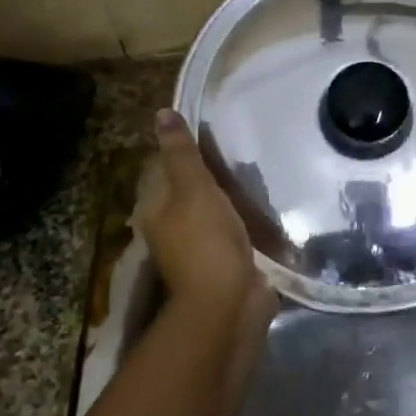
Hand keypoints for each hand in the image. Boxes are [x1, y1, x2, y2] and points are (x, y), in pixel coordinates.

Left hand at [139, 110, 271, 323]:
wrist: (229, 302)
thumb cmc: (206, 241)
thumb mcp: (193, 188)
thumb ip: (182, 153)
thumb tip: (162, 113)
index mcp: (155, 211)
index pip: (163, 171)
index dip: (182, 151)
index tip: (209, 133)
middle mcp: (170, 230)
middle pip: (187, 193)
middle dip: (208, 176)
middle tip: (238, 151)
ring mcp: (198, 250)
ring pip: (210, 213)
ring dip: (226, 199)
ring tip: (253, 175)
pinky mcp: (224, 264)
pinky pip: (231, 234)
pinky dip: (242, 221)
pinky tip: (260, 209)